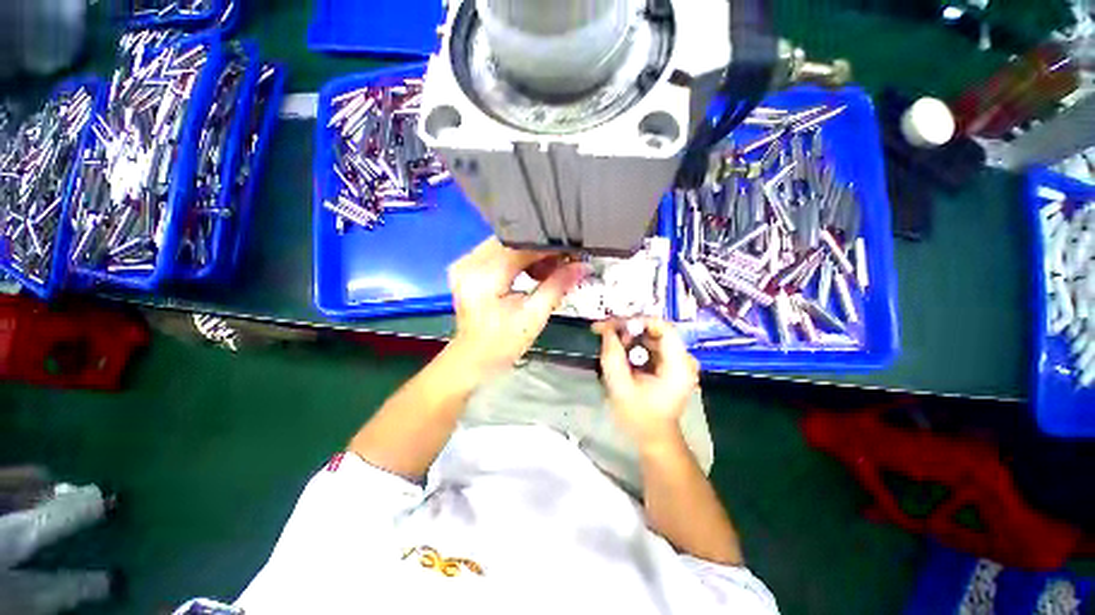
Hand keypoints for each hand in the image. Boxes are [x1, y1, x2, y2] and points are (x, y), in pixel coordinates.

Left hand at [448, 237, 585, 376]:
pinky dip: (517, 259)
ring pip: (507, 244)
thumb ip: (557, 286)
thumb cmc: (503, 343)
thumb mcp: (535, 315)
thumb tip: (582, 266)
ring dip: (529, 254)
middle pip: (513, 241)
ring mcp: (465, 263)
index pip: (522, 247)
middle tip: (563, 263)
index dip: (549, 248)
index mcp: (484, 276)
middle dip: (540, 251)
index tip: (572, 253)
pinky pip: (498, 252)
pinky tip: (530, 272)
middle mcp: (469, 263)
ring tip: (548, 271)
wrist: (474, 358)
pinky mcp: (466, 267)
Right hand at [593, 318, 699, 447]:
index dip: (637, 321)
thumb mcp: (621, 388)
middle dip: (629, 328)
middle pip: (656, 330)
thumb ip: (612, 357)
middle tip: (605, 333)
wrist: (654, 439)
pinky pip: (651, 345)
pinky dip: (634, 344)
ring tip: (609, 342)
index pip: (663, 327)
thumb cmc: (639, 418)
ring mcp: (678, 361)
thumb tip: (606, 330)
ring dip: (629, 336)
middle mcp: (684, 359)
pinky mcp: (671, 364)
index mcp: (679, 366)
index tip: (613, 325)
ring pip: (652, 336)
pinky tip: (619, 350)